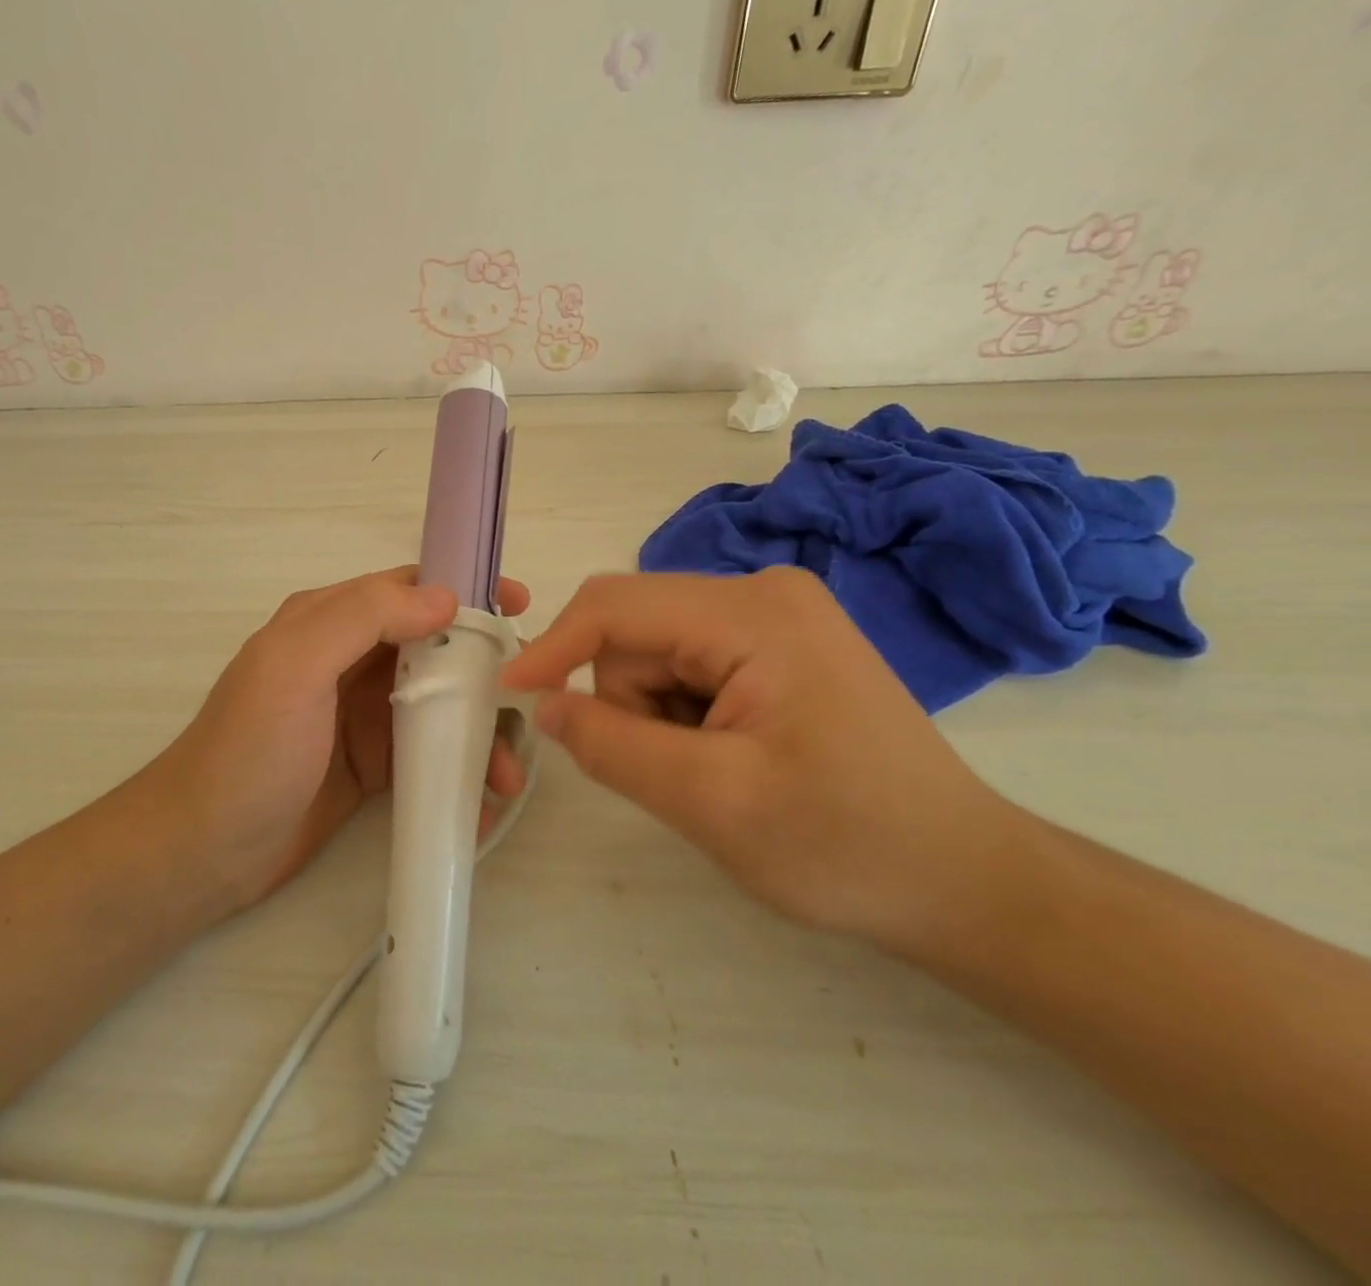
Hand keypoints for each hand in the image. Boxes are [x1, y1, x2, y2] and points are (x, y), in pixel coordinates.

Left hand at [139, 566, 531, 911]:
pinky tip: (483, 803)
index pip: (407, 589)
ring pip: (438, 705)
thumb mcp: (295, 666)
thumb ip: (363, 618)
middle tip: (529, 701)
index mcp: (328, 622)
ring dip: (478, 732)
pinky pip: (427, 757)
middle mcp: (349, 661)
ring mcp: (360, 716)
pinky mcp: (369, 766)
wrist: (204, 851)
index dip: (464, 591)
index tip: (519, 608)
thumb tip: (445, 598)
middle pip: (434, 649)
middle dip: (485, 670)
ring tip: (508, 776)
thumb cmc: (250, 750)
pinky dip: (459, 772)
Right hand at [500, 568, 1014, 947]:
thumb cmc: (847, 845)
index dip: (552, 647)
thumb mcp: (712, 803)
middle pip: (637, 635)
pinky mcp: (778, 647)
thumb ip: (612, 747)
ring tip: (717, 772)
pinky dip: (685, 717)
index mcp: (752, 613)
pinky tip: (734, 757)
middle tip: (682, 774)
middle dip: (632, 706)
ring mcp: (774, 618)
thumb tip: (544, 703)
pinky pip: (689, 668)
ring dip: (659, 717)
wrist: (963, 882)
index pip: (615, 607)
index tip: (511, 694)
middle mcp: (761, 593)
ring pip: (657, 656)